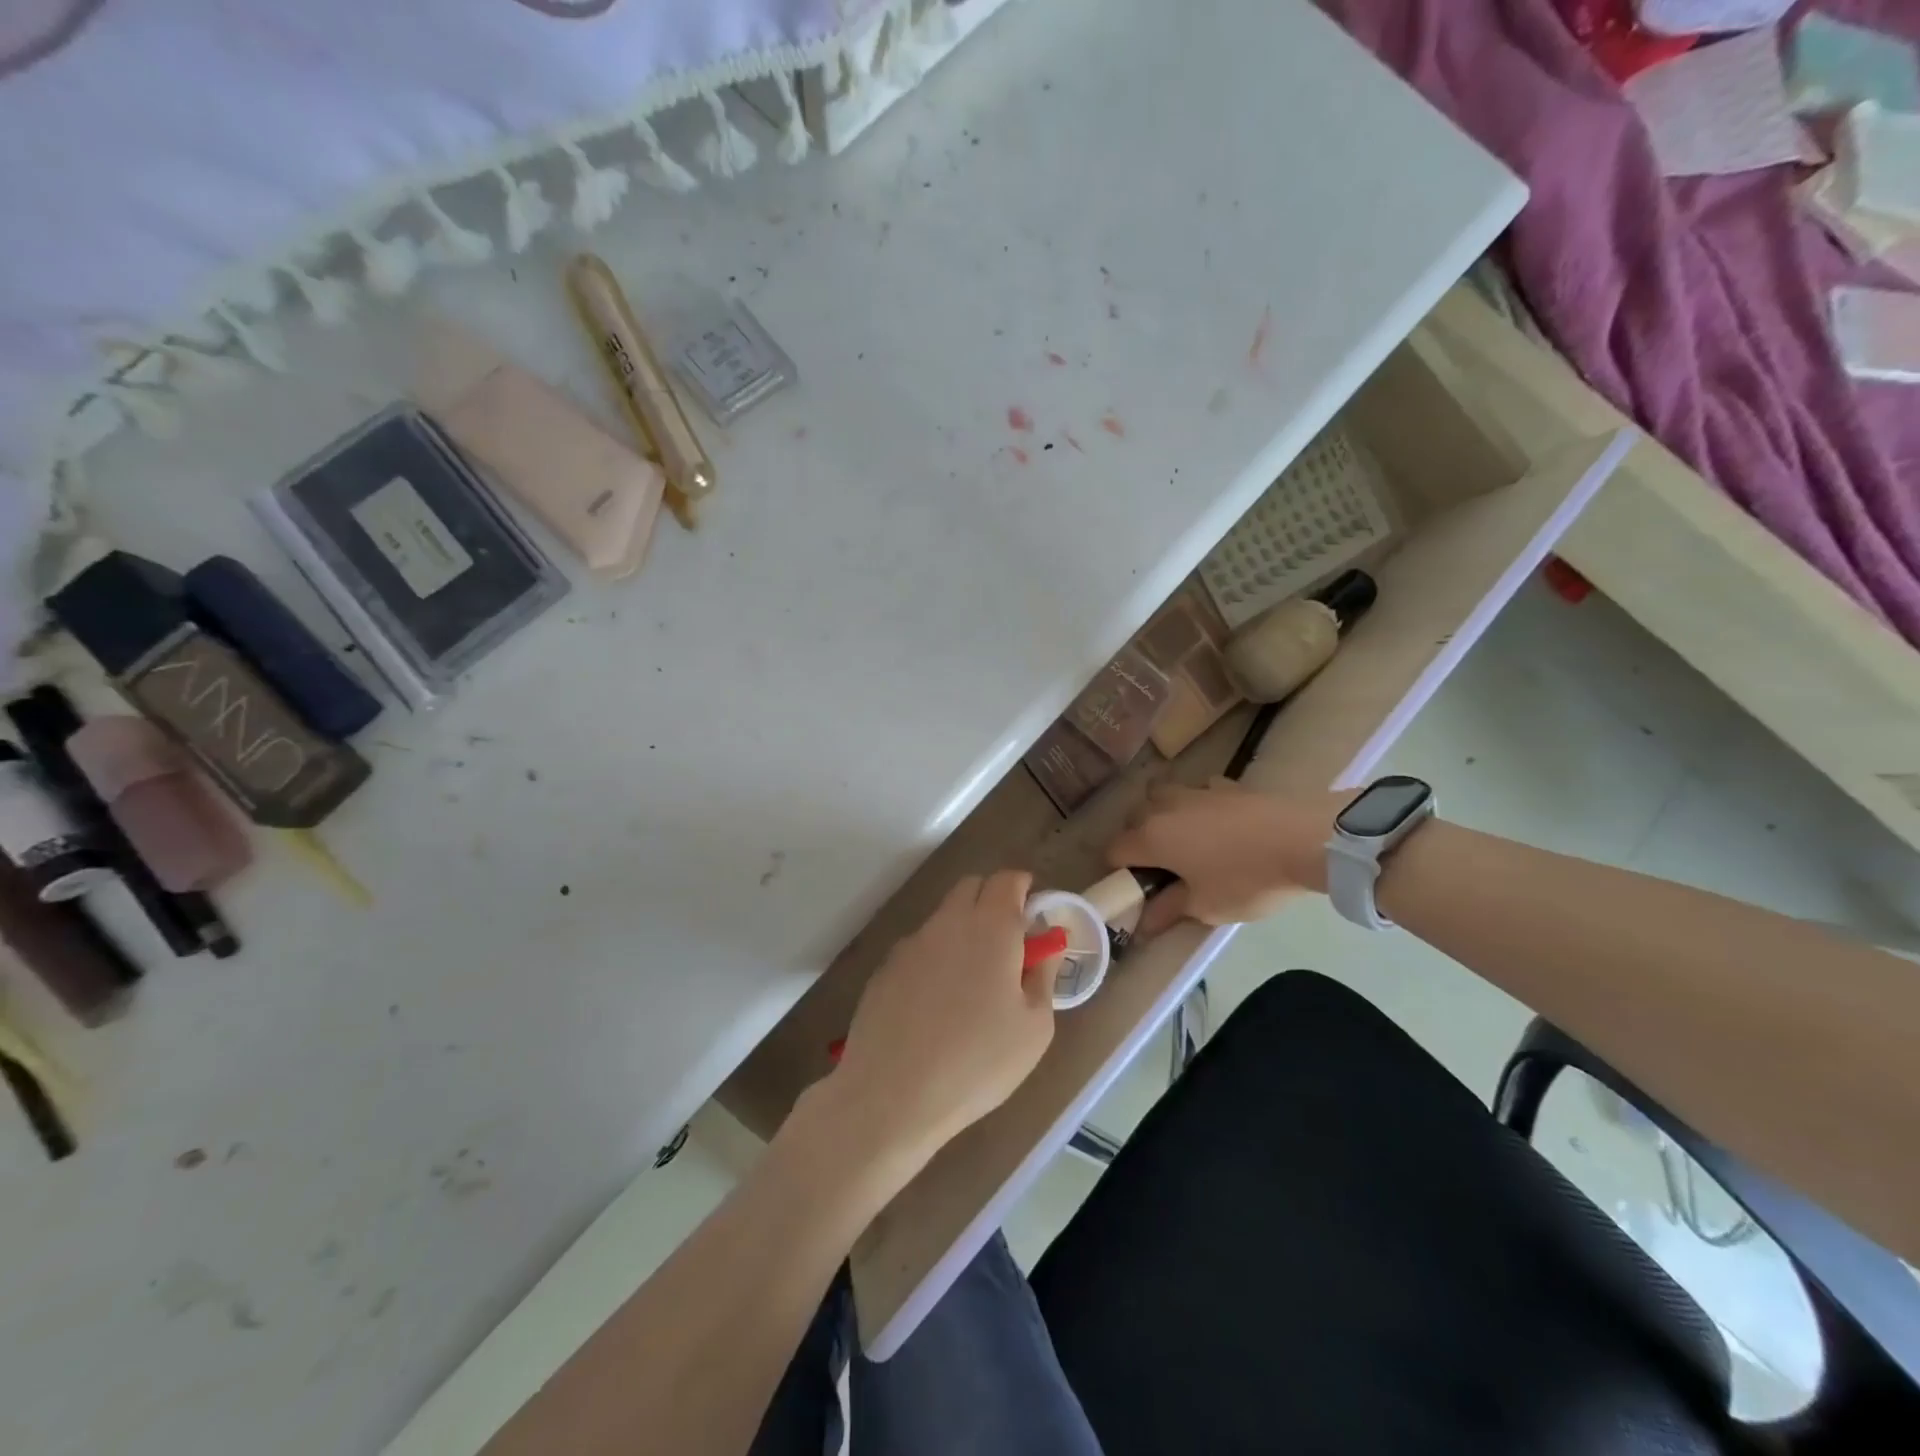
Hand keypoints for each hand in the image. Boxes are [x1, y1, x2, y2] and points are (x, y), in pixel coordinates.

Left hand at [830, 869, 1052, 1166]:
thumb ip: (1043, 975)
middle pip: (972, 887)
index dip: (1024, 888)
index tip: (1034, 913)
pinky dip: (936, 958)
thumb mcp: (1034, 1028)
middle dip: (993, 900)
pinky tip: (936, 1004)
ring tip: (972, 982)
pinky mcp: (885, 968)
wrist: (892, 1094)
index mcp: (991, 927)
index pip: (1008, 879)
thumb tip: (1046, 946)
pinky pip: (920, 948)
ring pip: (944, 917)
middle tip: (1009, 942)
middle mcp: (948, 922)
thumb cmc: (978, 1062)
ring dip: (963, 929)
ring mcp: (911, 943)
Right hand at [1109, 782, 1345, 928]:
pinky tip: (1220, 822)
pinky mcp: (1226, 785)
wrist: (1303, 839)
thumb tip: (1144, 924)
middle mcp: (1163, 808)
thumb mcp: (1206, 906)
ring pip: (1162, 795)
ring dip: (1163, 813)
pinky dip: (1200, 804)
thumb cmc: (1246, 878)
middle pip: (1133, 818)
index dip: (1119, 873)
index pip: (1114, 851)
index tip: (1138, 890)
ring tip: (1185, 838)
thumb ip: (1169, 910)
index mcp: (1150, 838)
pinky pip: (1199, 791)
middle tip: (1162, 867)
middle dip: (1138, 839)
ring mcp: (1195, 791)